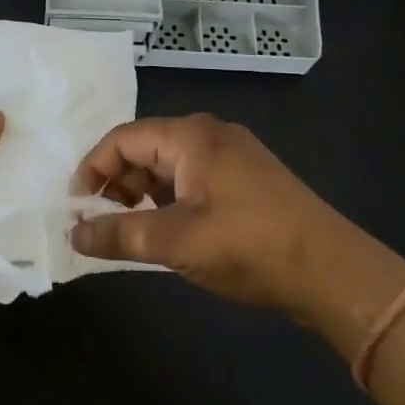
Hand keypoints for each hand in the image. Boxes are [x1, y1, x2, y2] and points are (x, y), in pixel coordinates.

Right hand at [69, 114, 404, 337]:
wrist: (331, 270)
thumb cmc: (247, 245)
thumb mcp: (174, 241)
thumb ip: (118, 234)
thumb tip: (73, 235)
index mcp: (190, 136)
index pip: (122, 139)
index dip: (92, 169)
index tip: (75, 207)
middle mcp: (209, 134)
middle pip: (145, 148)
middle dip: (116, 183)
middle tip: (101, 223)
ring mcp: (232, 154)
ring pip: (169, 165)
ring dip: (142, 194)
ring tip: (131, 230)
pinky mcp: (247, 178)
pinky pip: (192, 178)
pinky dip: (169, 199)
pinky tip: (167, 230)